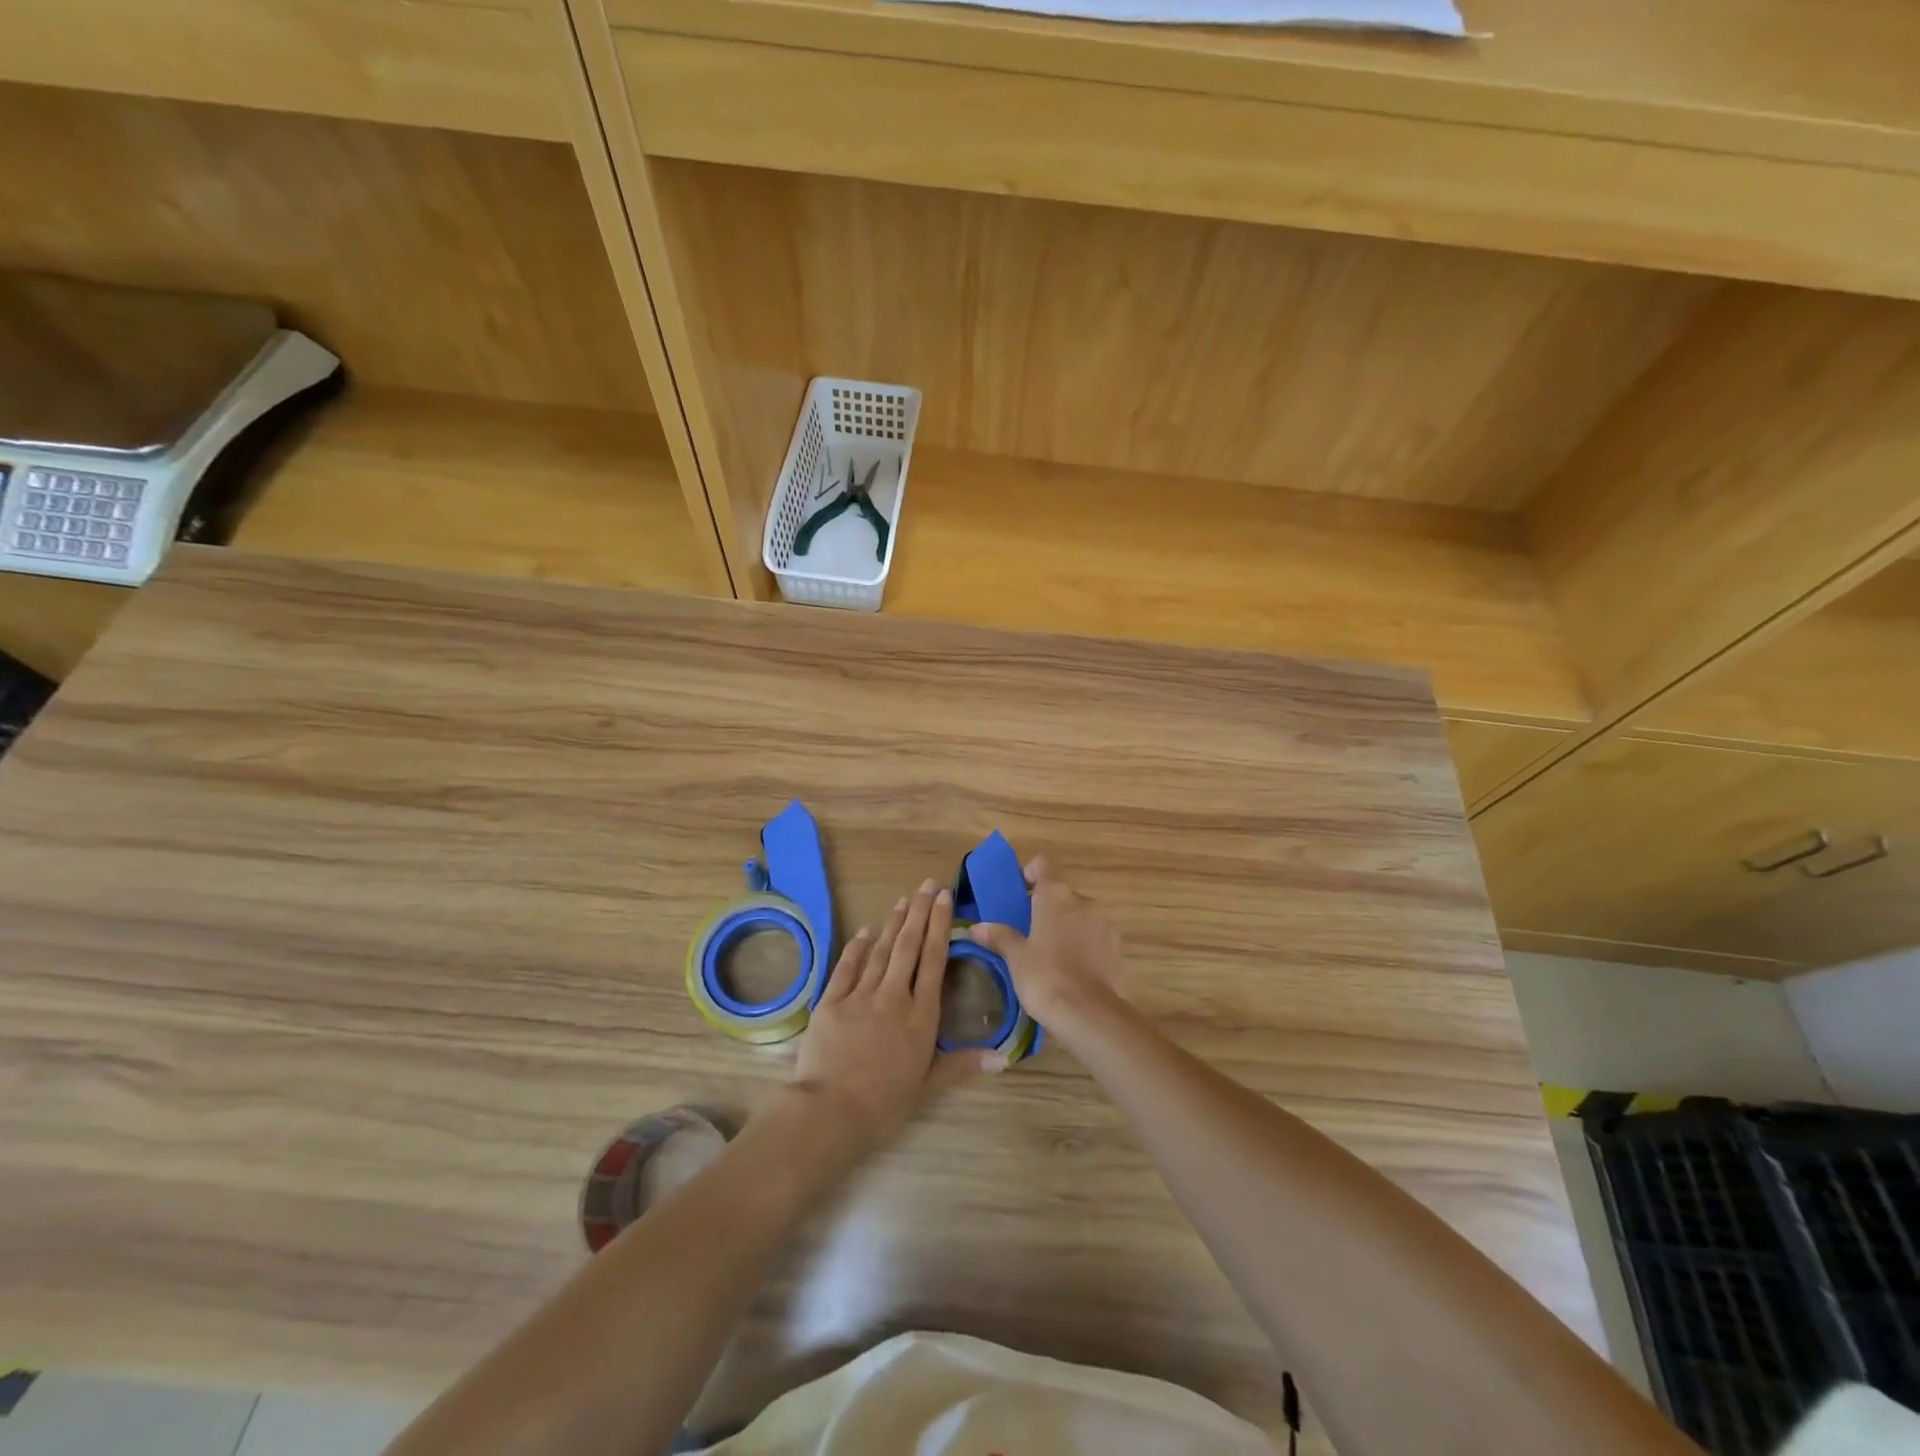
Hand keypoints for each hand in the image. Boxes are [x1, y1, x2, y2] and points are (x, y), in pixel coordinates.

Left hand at [789, 879, 992, 1151]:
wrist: (832, 1111)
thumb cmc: (885, 1103)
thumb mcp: (928, 1085)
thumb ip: (963, 1064)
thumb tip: (1004, 1056)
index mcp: (921, 1015)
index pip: (934, 960)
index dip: (940, 926)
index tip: (945, 899)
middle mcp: (894, 996)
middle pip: (909, 946)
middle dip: (920, 912)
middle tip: (928, 885)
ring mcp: (861, 995)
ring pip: (881, 950)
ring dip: (893, 923)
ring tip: (904, 900)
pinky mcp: (832, 1001)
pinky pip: (847, 966)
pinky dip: (857, 947)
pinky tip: (865, 930)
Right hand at [968, 857, 1122, 1031]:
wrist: (1089, 1013)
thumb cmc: (1045, 977)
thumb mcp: (1016, 957)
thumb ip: (999, 936)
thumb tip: (976, 927)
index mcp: (1055, 895)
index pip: (1042, 865)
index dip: (1029, 873)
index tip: (1018, 892)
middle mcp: (1083, 901)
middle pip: (1060, 893)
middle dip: (1045, 907)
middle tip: (1027, 932)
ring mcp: (1104, 924)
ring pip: (1079, 915)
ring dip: (1065, 927)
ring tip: (1049, 955)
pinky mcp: (1117, 948)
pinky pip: (1094, 937)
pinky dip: (1082, 945)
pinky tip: (1070, 971)